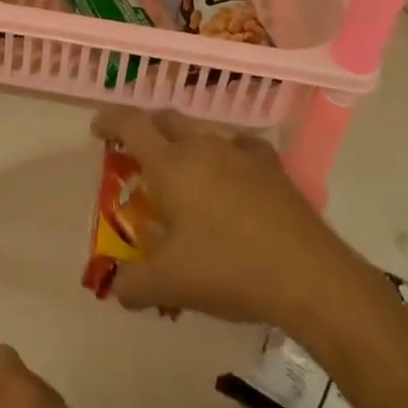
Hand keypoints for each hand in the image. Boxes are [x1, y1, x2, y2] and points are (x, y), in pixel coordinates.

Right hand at [90, 107, 392, 334]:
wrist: (310, 277)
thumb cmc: (229, 271)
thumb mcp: (171, 285)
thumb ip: (133, 284)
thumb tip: (115, 287)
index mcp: (170, 164)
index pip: (131, 123)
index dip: (109, 120)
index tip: (98, 130)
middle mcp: (201, 147)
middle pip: (165, 120)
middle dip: (145, 130)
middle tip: (136, 155)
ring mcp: (240, 153)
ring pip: (202, 134)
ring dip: (185, 146)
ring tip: (184, 178)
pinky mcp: (272, 167)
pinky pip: (240, 147)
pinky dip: (226, 156)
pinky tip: (232, 178)